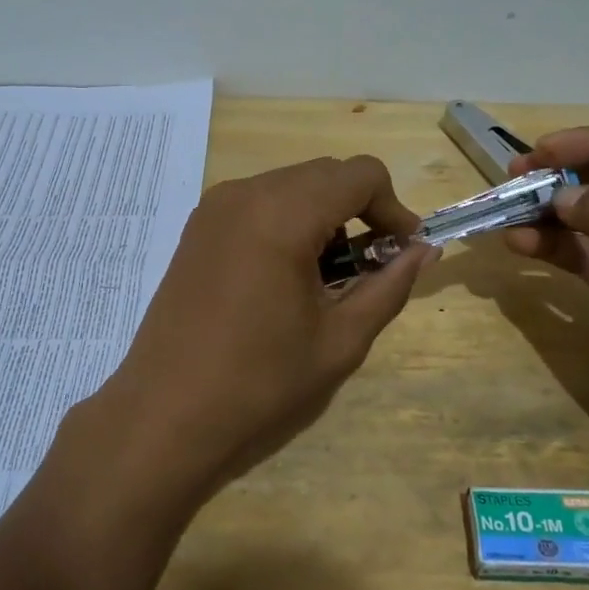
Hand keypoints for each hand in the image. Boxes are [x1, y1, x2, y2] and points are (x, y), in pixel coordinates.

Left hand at [66, 155, 431, 514]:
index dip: (394, 207)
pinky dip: (288, 222)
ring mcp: (214, 207)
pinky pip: (259, 203)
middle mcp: (246, 193)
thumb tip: (423, 251)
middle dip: (360, 209)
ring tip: (329, 277)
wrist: (165, 414)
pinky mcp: (198, 228)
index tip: (402, 252)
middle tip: (372, 266)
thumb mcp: (340, 340)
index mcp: (283, 213)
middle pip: (326, 174)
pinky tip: (287, 276)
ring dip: (324, 215)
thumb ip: (389, 286)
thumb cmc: (260, 382)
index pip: (361, 174)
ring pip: (291, 186)